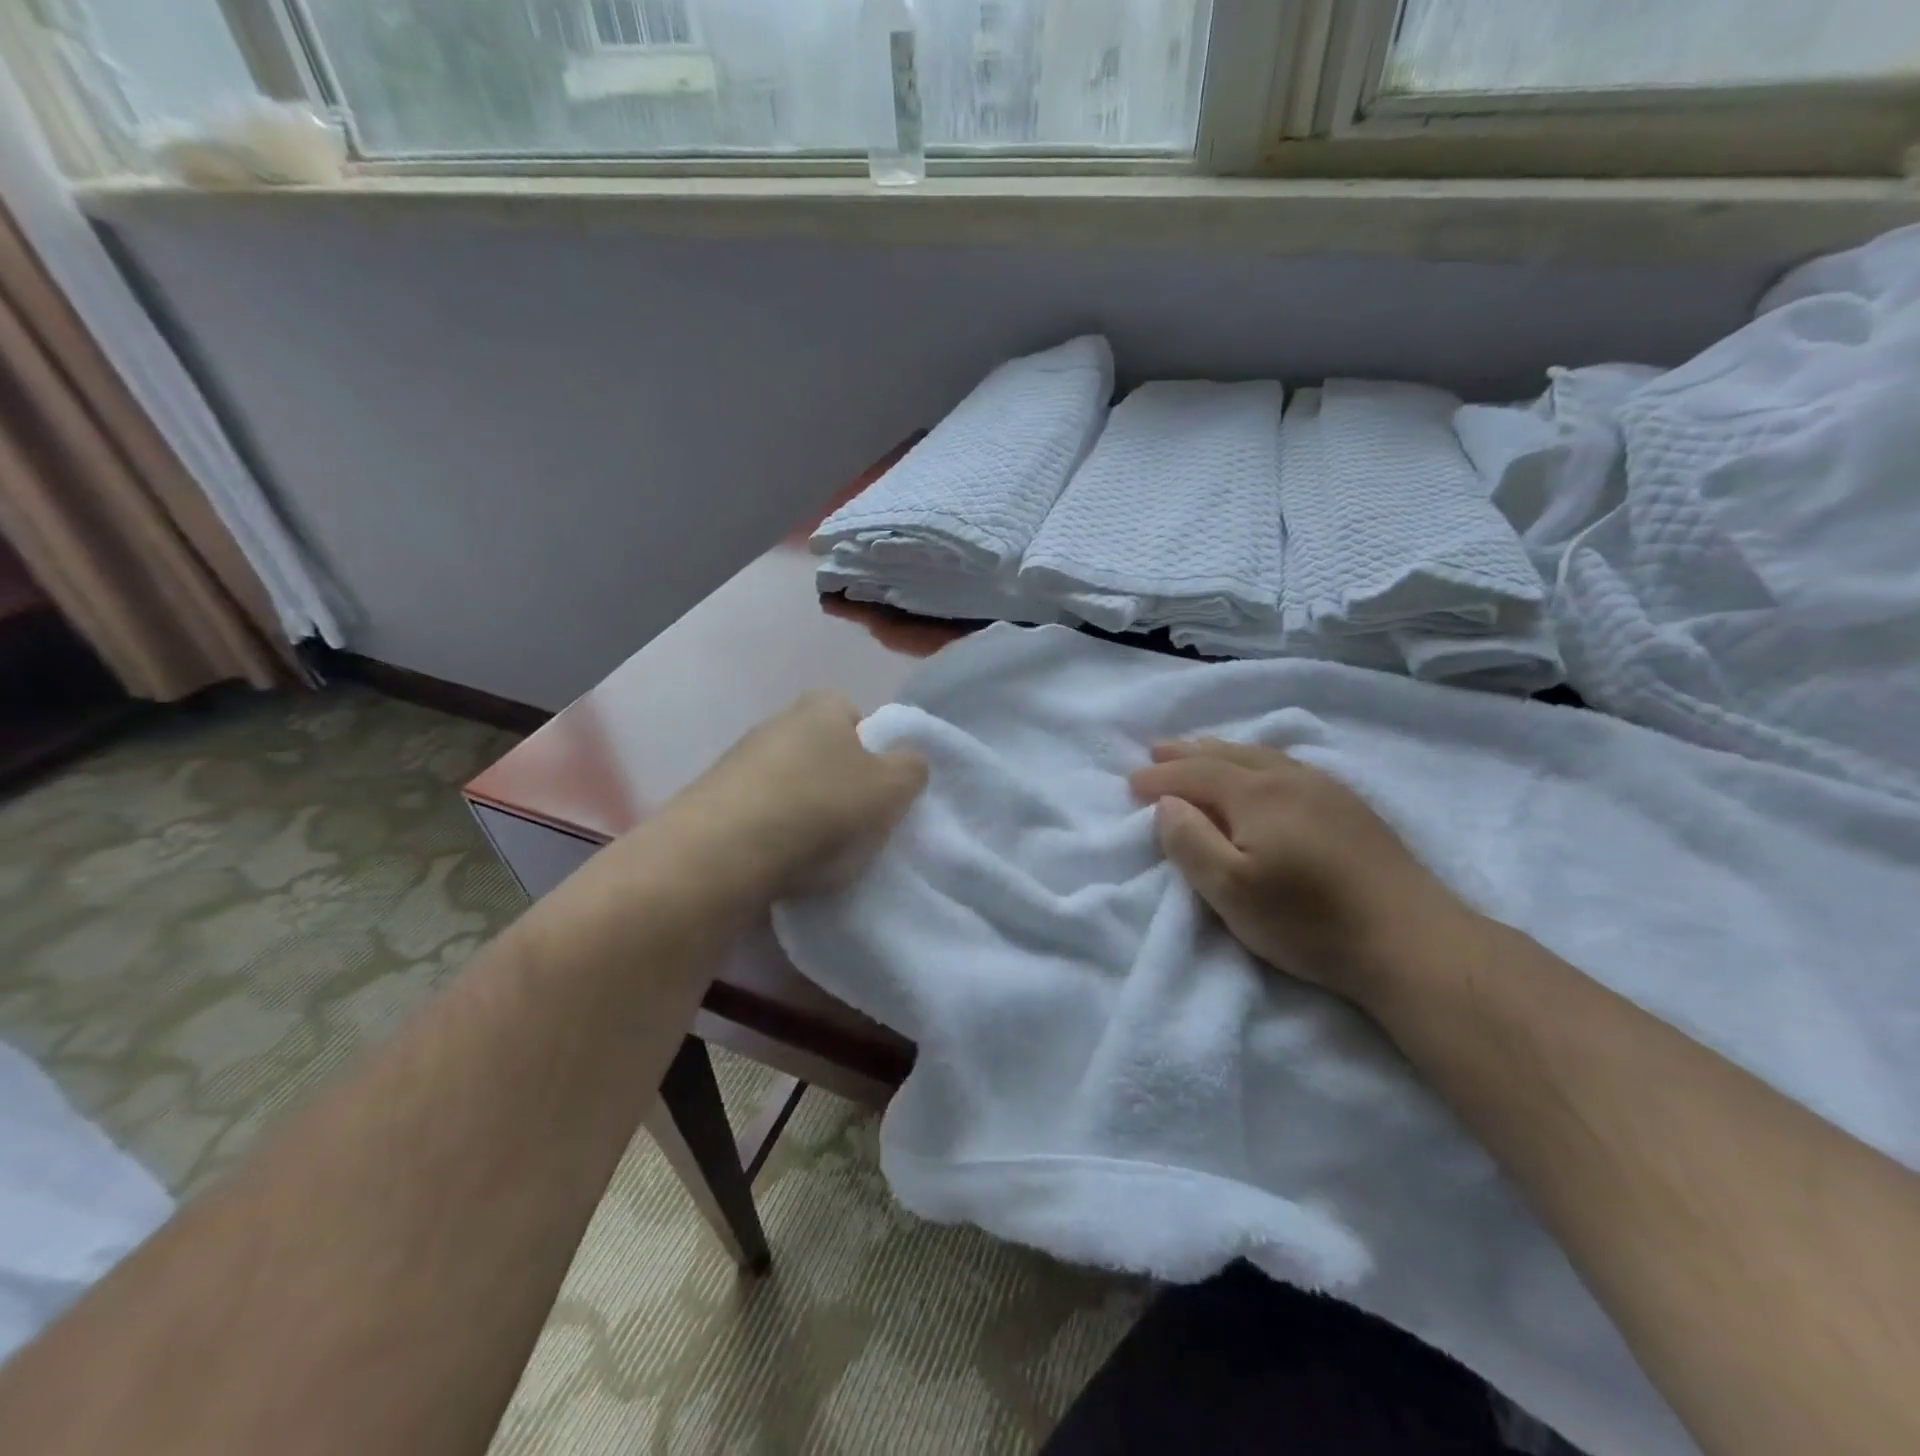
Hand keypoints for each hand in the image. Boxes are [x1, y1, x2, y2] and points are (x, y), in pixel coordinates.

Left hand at [649, 692, 928, 901]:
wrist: (723, 852)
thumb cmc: (821, 807)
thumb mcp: (892, 788)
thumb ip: (912, 768)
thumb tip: (906, 762)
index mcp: (822, 706)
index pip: (857, 716)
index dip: (874, 753)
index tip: (878, 792)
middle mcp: (777, 721)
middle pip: (823, 752)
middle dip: (839, 783)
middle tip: (855, 824)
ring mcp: (738, 759)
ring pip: (790, 783)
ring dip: (804, 811)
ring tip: (816, 853)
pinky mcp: (712, 799)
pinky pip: (759, 813)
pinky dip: (772, 833)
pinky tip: (780, 862)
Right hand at [1130, 739, 1473, 1005]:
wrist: (1412, 940)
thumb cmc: (1310, 921)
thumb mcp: (1232, 892)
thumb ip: (1190, 843)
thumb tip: (1168, 805)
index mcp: (1257, 794)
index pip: (1196, 774)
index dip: (1161, 777)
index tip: (1131, 783)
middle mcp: (1289, 778)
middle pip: (1228, 754)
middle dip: (1187, 753)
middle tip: (1157, 749)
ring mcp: (1326, 788)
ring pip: (1261, 755)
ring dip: (1222, 751)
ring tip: (1200, 749)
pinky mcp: (1350, 806)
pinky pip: (1288, 765)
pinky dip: (1257, 760)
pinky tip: (1262, 770)